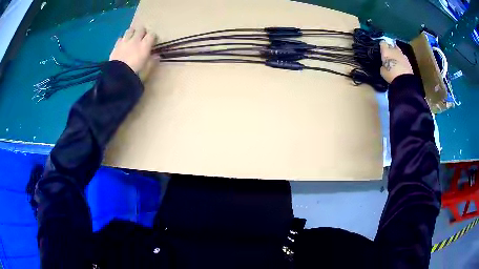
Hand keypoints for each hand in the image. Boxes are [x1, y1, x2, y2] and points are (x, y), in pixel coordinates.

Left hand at [109, 27, 155, 73]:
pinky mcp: (116, 46)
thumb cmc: (135, 74)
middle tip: (143, 38)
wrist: (117, 77)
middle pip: (141, 29)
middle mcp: (135, 40)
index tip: (153, 42)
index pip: (152, 35)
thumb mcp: (147, 70)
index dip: (153, 37)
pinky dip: (123, 40)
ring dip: (132, 33)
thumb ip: (152, 61)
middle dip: (143, 32)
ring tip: (133, 38)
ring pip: (130, 30)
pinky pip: (121, 38)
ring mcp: (124, 42)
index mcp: (145, 45)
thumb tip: (157, 56)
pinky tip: (123, 44)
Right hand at [379, 41, 413, 82]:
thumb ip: (383, 65)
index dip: (382, 46)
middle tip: (388, 54)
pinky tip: (401, 65)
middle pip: (391, 45)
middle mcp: (394, 49)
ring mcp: (402, 54)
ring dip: (396, 53)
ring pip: (398, 50)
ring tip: (395, 59)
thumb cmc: (391, 75)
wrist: (404, 81)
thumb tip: (384, 65)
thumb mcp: (382, 71)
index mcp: (386, 50)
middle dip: (390, 48)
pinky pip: (403, 57)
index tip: (381, 50)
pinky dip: (401, 59)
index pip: (382, 43)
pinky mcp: (408, 61)